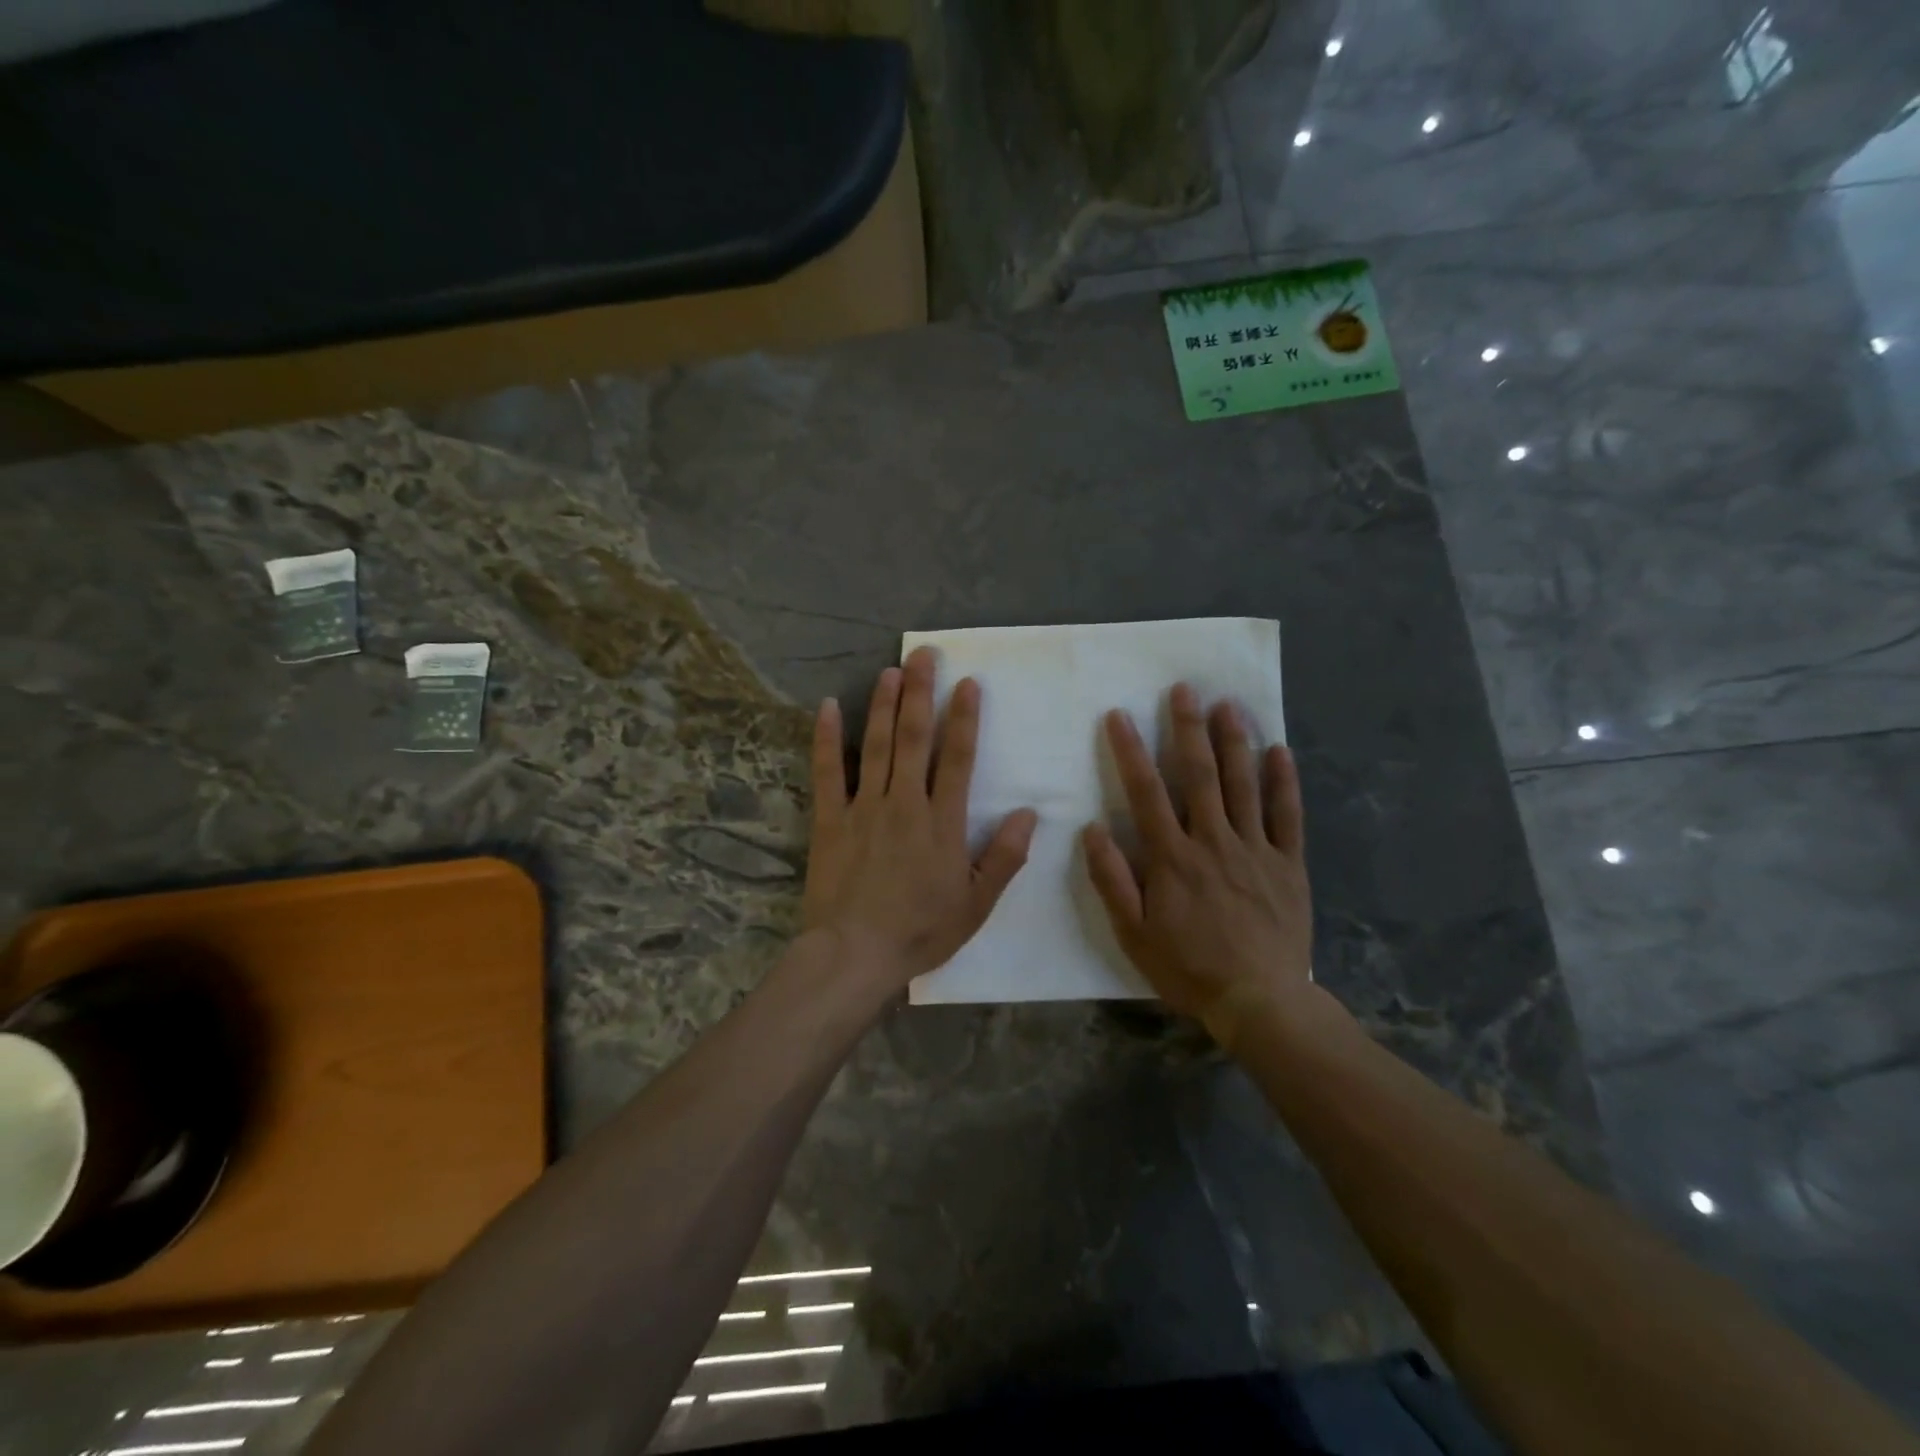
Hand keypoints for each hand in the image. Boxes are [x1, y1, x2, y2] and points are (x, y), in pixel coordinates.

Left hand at [802, 647, 1038, 991]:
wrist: (854, 954)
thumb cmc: (920, 931)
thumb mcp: (977, 904)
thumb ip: (1005, 857)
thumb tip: (1029, 813)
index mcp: (942, 822)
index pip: (958, 758)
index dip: (965, 718)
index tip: (968, 683)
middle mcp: (904, 802)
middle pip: (914, 738)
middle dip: (920, 693)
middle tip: (924, 655)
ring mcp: (864, 807)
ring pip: (876, 745)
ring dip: (883, 704)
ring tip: (890, 670)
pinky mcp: (830, 819)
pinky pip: (828, 771)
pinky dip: (827, 738)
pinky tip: (828, 707)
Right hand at [1082, 684, 1313, 1045]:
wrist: (1259, 1001)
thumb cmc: (1188, 967)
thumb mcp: (1133, 932)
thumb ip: (1112, 879)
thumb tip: (1092, 829)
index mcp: (1173, 857)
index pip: (1146, 792)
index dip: (1130, 750)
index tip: (1119, 715)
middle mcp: (1213, 841)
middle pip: (1200, 775)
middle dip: (1188, 728)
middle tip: (1184, 689)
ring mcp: (1255, 849)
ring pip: (1244, 785)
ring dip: (1234, 742)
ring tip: (1228, 704)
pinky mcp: (1288, 864)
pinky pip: (1287, 816)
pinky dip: (1284, 782)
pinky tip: (1280, 751)